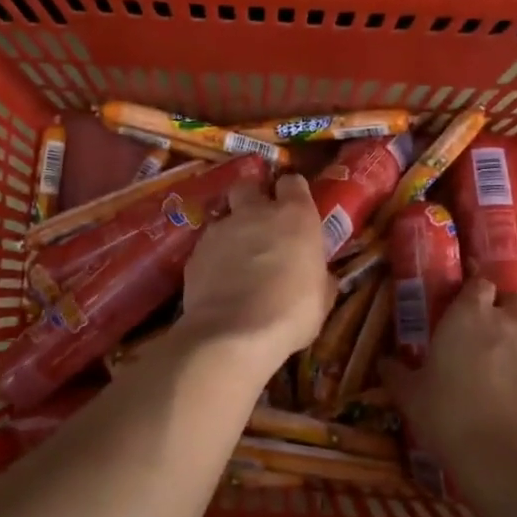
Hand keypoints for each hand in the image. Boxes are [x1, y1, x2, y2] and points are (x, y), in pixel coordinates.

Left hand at [179, 173, 334, 369]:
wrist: (233, 334)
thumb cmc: (291, 314)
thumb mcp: (321, 298)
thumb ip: (319, 276)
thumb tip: (320, 276)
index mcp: (294, 216)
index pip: (292, 182)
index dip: (293, 193)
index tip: (295, 208)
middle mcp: (255, 212)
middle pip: (249, 185)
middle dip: (253, 197)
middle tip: (260, 222)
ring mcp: (220, 229)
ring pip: (225, 216)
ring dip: (232, 230)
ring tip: (237, 258)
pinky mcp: (195, 252)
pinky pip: (207, 245)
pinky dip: (214, 256)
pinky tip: (219, 280)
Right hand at [382, 278, 516, 491]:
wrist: (507, 462)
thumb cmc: (449, 418)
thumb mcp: (411, 397)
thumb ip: (397, 374)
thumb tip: (384, 362)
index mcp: (470, 316)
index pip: (479, 284)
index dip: (474, 295)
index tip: (466, 312)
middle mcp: (512, 323)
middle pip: (516, 300)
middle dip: (507, 313)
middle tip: (492, 340)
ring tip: (514, 382)